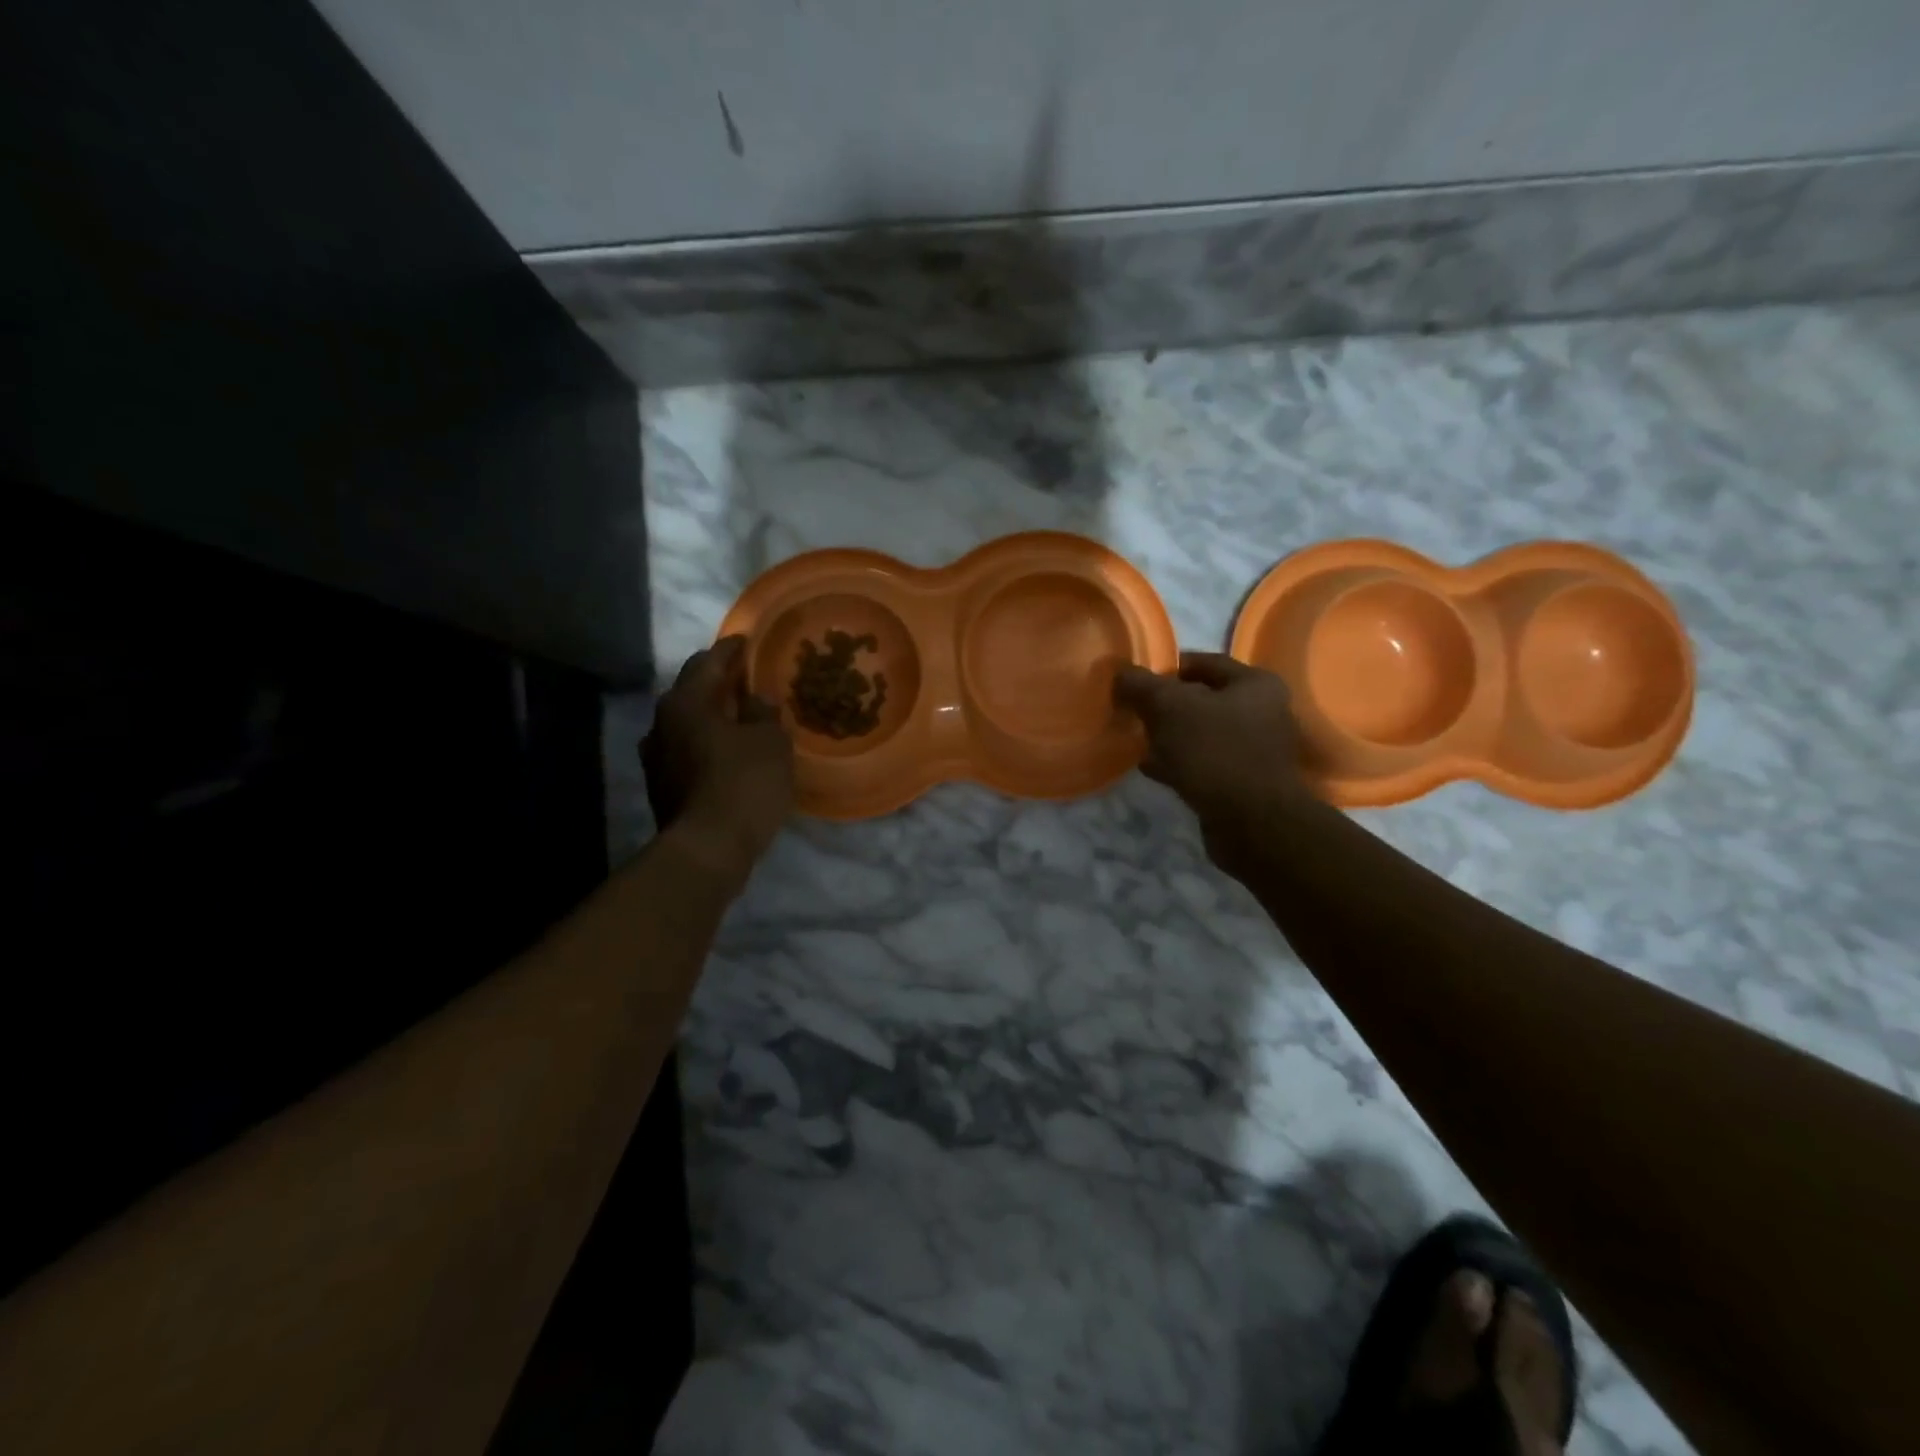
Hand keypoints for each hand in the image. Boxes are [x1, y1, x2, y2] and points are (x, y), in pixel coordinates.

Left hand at [642, 637, 794, 879]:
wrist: (708, 849)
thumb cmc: (743, 784)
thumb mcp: (770, 741)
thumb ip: (763, 712)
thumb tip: (756, 699)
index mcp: (686, 702)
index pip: (709, 662)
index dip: (731, 650)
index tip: (748, 642)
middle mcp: (662, 723)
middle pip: (692, 691)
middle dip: (719, 684)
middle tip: (748, 681)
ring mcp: (656, 758)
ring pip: (687, 724)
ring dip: (712, 717)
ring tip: (740, 718)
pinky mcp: (662, 787)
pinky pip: (688, 752)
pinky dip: (707, 745)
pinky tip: (728, 754)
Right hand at [1114, 652, 1308, 838]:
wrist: (1250, 823)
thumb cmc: (1214, 752)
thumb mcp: (1169, 708)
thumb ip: (1142, 685)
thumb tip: (1121, 674)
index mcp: (1255, 684)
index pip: (1203, 662)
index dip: (1166, 667)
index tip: (1134, 680)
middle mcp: (1262, 711)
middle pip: (1201, 699)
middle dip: (1164, 706)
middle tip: (1132, 712)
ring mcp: (1253, 749)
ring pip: (1199, 733)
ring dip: (1168, 736)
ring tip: (1136, 741)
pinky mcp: (1241, 781)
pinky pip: (1202, 762)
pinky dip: (1177, 762)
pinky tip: (1151, 768)